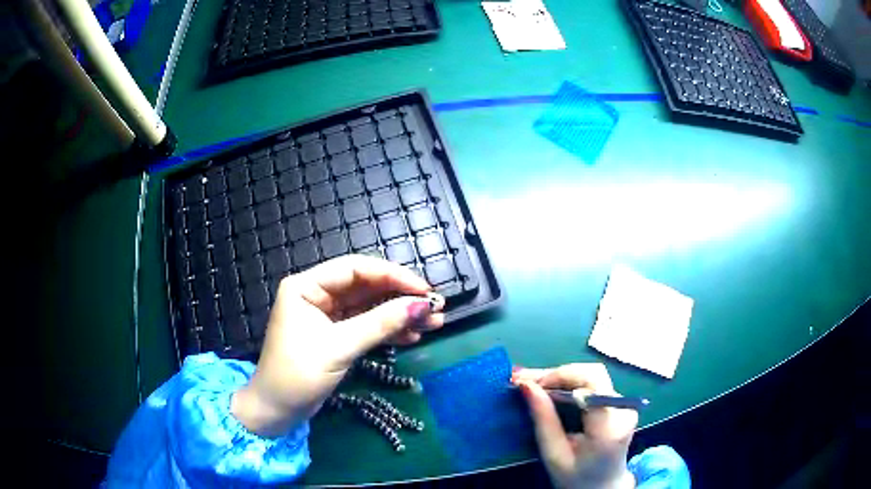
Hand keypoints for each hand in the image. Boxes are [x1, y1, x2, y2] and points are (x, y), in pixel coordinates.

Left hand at [231, 255, 444, 437]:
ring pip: (370, 307)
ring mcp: (327, 316)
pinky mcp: (336, 335)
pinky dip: (389, 330)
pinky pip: (367, 325)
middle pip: (366, 287)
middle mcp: (317, 294)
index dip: (393, 276)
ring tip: (433, 323)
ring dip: (400, 315)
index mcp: (307, 286)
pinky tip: (412, 336)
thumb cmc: (297, 375)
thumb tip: (421, 306)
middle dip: (401, 297)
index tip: (423, 290)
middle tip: (435, 307)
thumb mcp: (339, 347)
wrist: (277, 411)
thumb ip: (380, 324)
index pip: (355, 269)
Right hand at [513, 364, 637, 488]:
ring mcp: (625, 404)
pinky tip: (549, 388)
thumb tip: (526, 386)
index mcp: (610, 426)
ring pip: (591, 376)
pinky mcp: (621, 403)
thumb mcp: (554, 455)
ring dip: (561, 378)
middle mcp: (623, 409)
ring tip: (531, 382)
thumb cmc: (577, 478)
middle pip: (591, 375)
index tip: (529, 383)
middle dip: (556, 374)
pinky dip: (570, 384)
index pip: (592, 383)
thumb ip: (544, 420)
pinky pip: (593, 384)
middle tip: (523, 379)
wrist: (604, 487)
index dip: (561, 375)